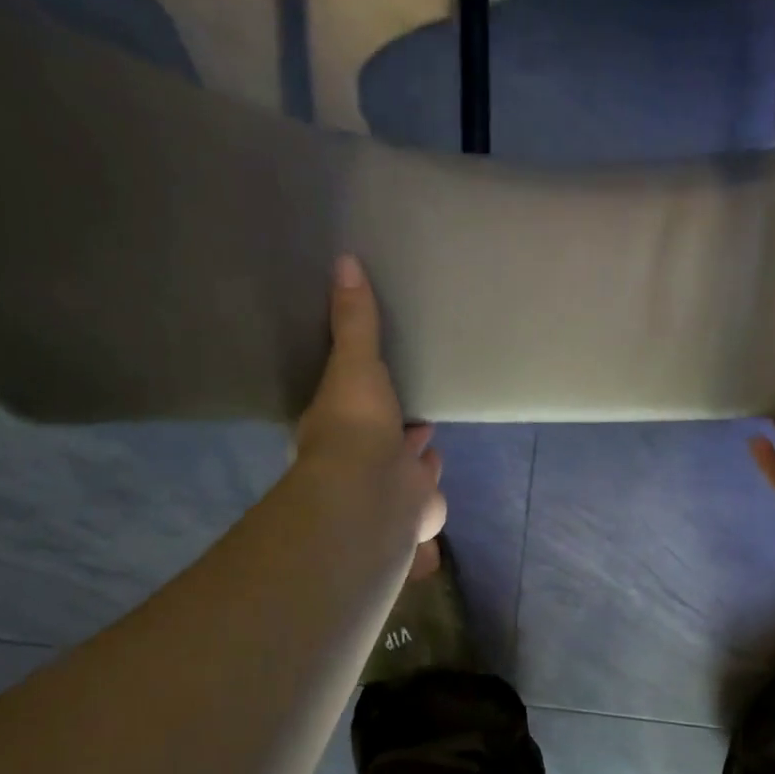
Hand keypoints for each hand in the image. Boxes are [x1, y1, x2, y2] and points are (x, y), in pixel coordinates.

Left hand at [295, 256, 446, 573]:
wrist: (373, 496)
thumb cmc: (357, 427)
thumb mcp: (355, 363)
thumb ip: (356, 321)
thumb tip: (344, 260)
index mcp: (339, 426)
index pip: (354, 406)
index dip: (369, 397)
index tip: (380, 385)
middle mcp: (360, 460)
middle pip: (383, 441)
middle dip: (397, 431)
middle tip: (415, 416)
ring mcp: (386, 491)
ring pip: (403, 473)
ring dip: (413, 460)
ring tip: (428, 440)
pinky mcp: (413, 513)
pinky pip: (425, 503)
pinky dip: (429, 493)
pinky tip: (435, 476)